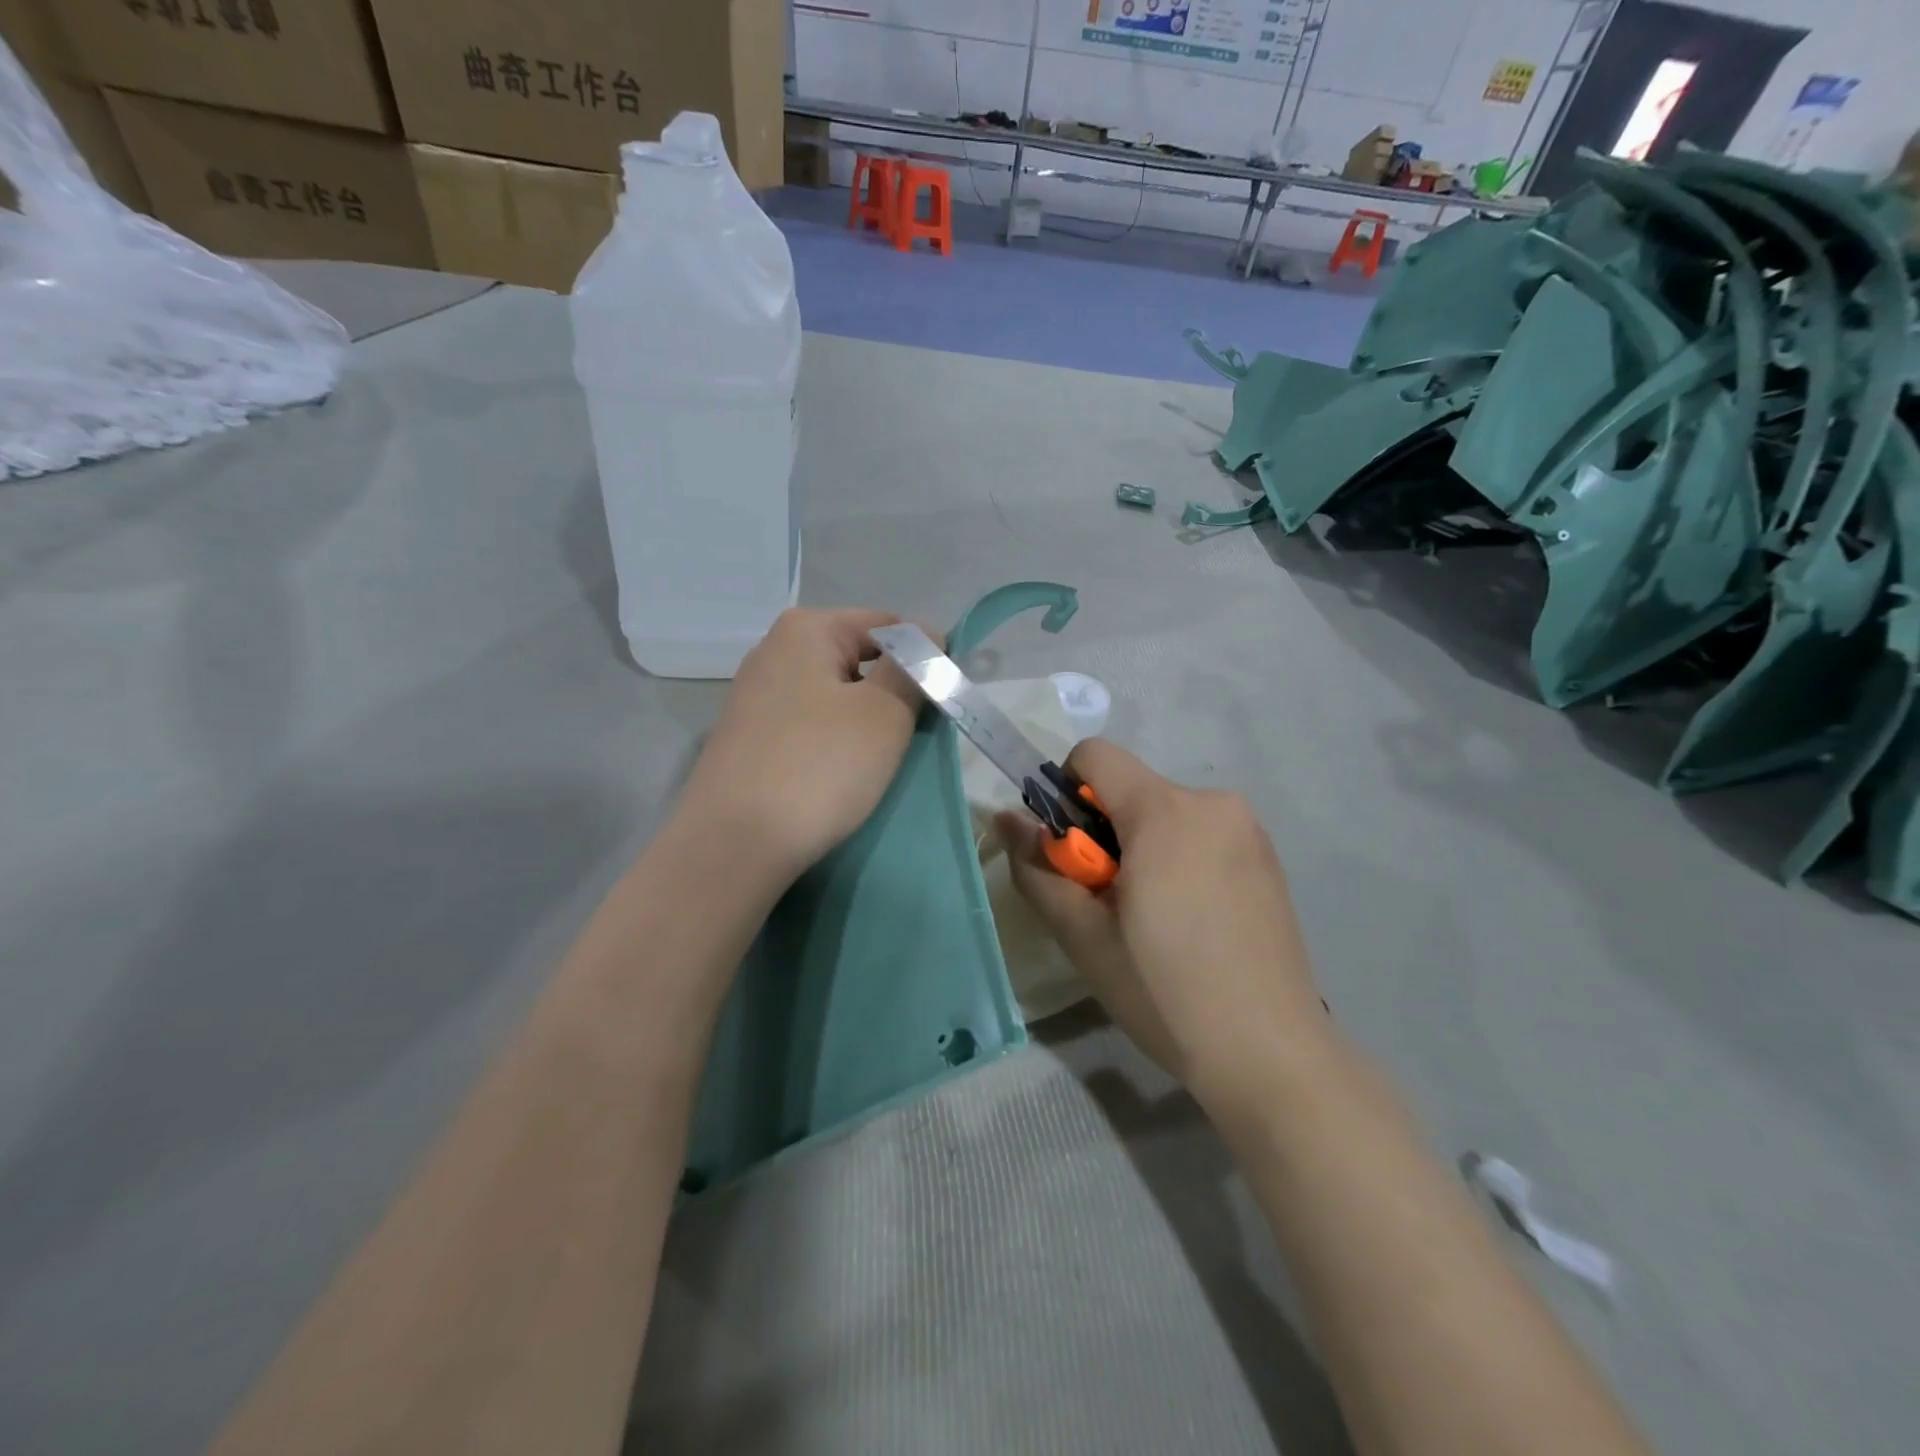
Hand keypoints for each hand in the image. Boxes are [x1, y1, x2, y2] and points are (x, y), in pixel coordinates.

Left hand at [680, 608, 925, 890]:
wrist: (734, 845)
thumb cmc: (819, 766)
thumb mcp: (885, 712)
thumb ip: (914, 668)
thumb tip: (928, 638)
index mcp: (806, 629)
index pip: (887, 625)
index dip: (924, 656)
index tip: (942, 700)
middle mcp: (773, 651)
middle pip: (858, 658)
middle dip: (893, 690)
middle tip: (914, 734)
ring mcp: (755, 697)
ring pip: (834, 695)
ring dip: (865, 720)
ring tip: (879, 760)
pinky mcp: (748, 738)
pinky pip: (809, 725)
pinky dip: (833, 742)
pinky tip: (840, 774)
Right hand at [999, 739, 1327, 1112]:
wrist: (1269, 1053)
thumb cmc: (1164, 990)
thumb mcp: (1082, 934)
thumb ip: (1037, 867)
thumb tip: (1004, 818)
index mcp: (1164, 810)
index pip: (1096, 755)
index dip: (1066, 793)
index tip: (1072, 852)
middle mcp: (1212, 801)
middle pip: (1131, 789)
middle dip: (1105, 831)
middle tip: (1109, 902)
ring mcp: (1248, 829)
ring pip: (1167, 813)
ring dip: (1144, 847)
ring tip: (1153, 920)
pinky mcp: (1269, 858)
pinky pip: (1203, 834)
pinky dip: (1180, 859)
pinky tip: (1191, 923)